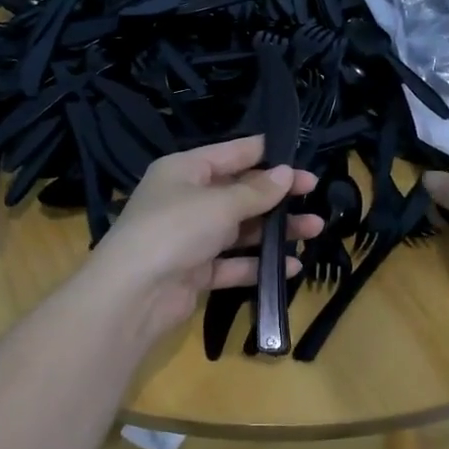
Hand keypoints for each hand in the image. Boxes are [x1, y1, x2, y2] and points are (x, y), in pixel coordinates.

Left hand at [84, 135, 321, 347]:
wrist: (133, 294)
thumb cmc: (175, 229)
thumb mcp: (220, 203)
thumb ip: (257, 191)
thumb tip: (287, 173)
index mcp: (185, 170)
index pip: (232, 153)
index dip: (266, 154)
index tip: (300, 157)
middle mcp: (187, 200)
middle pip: (240, 192)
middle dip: (277, 195)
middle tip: (315, 193)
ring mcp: (191, 237)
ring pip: (241, 229)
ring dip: (276, 230)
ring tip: (315, 228)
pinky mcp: (195, 272)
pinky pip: (234, 263)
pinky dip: (260, 264)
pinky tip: (292, 266)